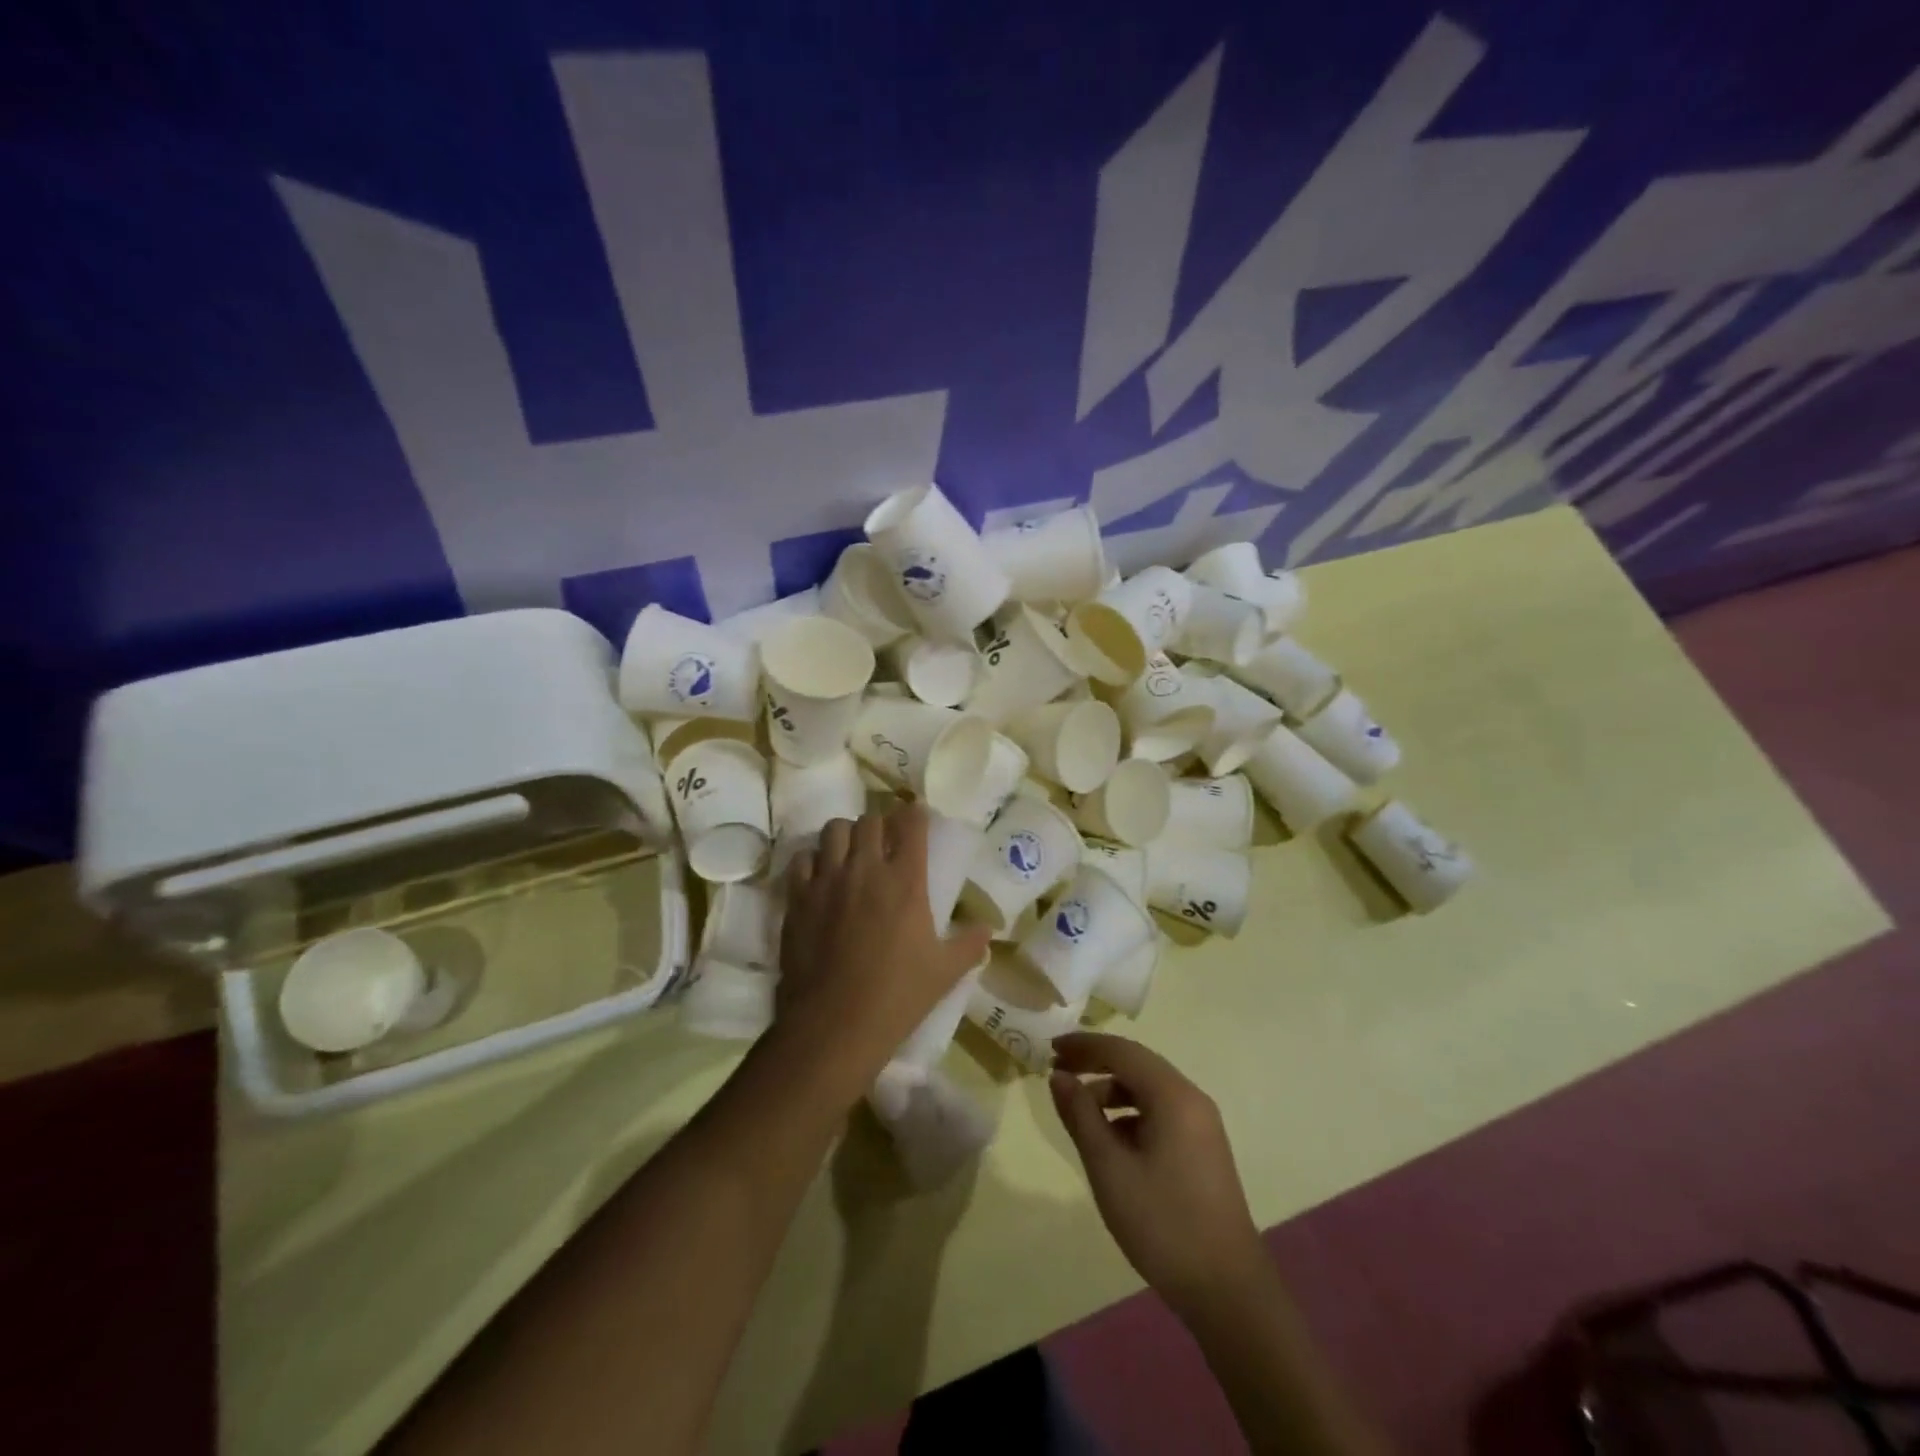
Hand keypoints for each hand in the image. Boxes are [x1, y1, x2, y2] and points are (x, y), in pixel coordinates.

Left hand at [778, 803, 990, 1083]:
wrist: (835, 1025)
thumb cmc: (897, 997)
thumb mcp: (945, 972)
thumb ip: (970, 944)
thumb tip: (989, 929)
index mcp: (905, 880)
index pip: (910, 823)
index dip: (914, 814)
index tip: (916, 818)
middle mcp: (865, 869)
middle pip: (870, 820)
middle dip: (880, 824)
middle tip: (884, 841)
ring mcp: (827, 880)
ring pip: (834, 831)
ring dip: (846, 836)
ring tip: (851, 853)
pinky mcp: (798, 898)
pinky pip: (802, 859)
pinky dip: (813, 860)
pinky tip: (820, 876)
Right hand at [1049, 1032, 1266, 1311]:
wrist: (1227, 1290)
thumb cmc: (1162, 1223)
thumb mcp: (1109, 1167)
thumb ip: (1081, 1115)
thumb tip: (1059, 1076)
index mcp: (1173, 1095)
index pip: (1122, 1051)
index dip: (1084, 1045)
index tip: (1050, 1048)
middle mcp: (1191, 1099)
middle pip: (1137, 1064)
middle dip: (1096, 1063)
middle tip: (1058, 1072)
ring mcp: (1201, 1124)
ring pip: (1149, 1089)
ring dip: (1111, 1091)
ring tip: (1079, 1112)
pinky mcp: (1203, 1148)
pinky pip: (1160, 1112)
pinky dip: (1130, 1113)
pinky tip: (1111, 1141)